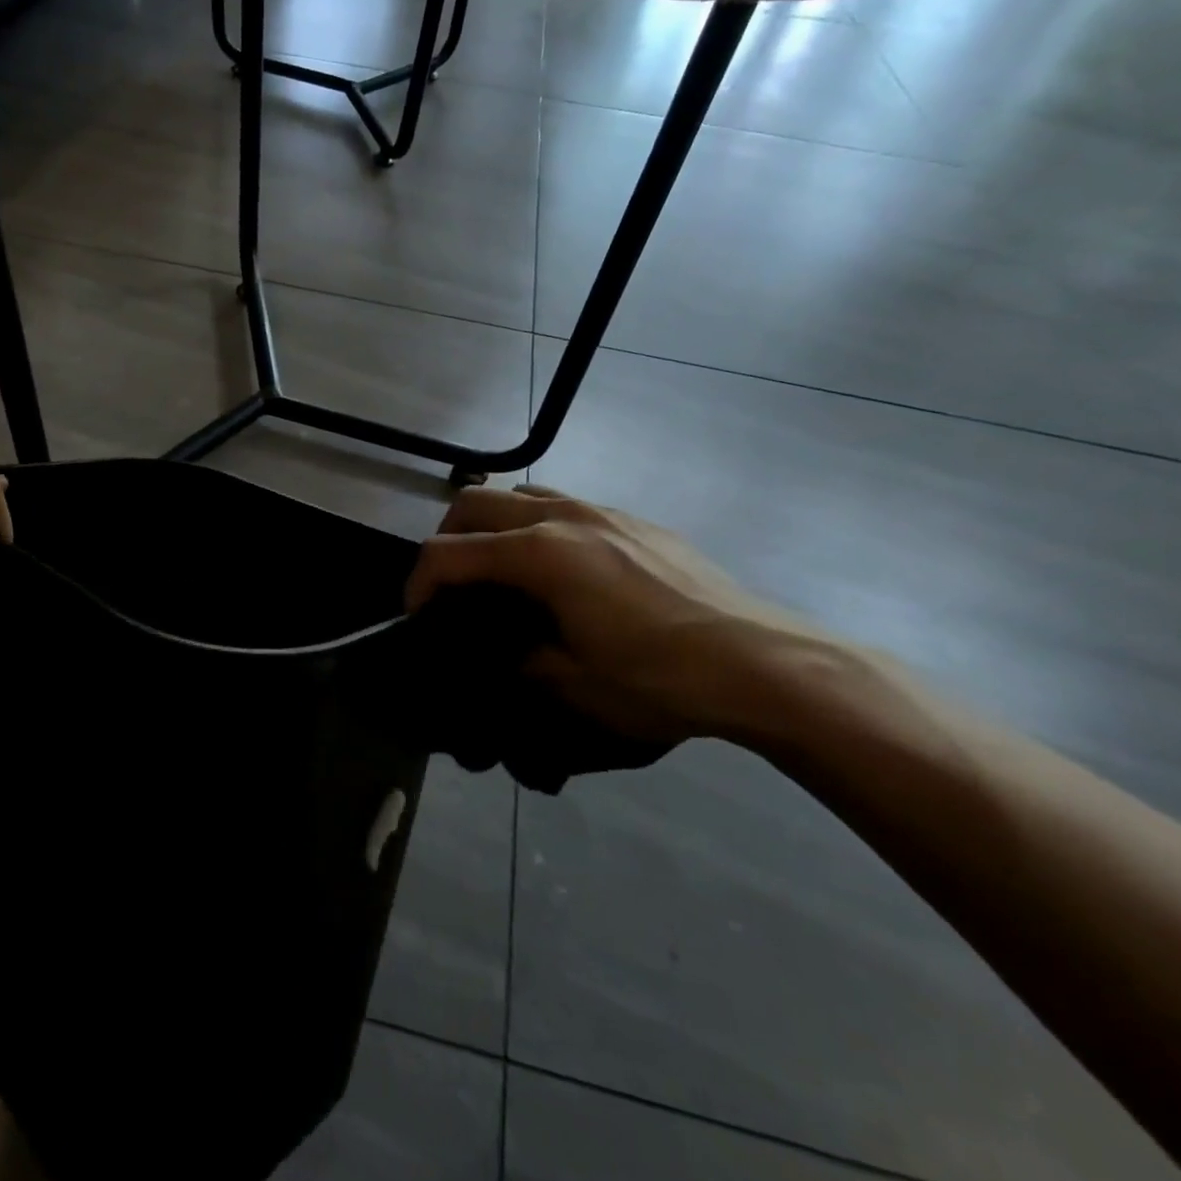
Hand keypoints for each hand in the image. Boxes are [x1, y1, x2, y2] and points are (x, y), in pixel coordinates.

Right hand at [405, 484, 842, 746]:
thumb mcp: (574, 686)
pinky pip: (566, 506)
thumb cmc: (661, 678)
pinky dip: (538, 526)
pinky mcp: (635, 521)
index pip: (450, 553)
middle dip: (447, 539)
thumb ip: (520, 660)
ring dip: (493, 525)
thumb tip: (505, 651)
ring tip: (500, 571)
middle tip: (450, 586)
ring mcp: (603, 511)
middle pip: (475, 502)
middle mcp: (563, 517)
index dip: (419, 583)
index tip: (417, 617)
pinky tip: (562, 573)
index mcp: (540, 555)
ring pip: (522, 493)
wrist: (763, 663)